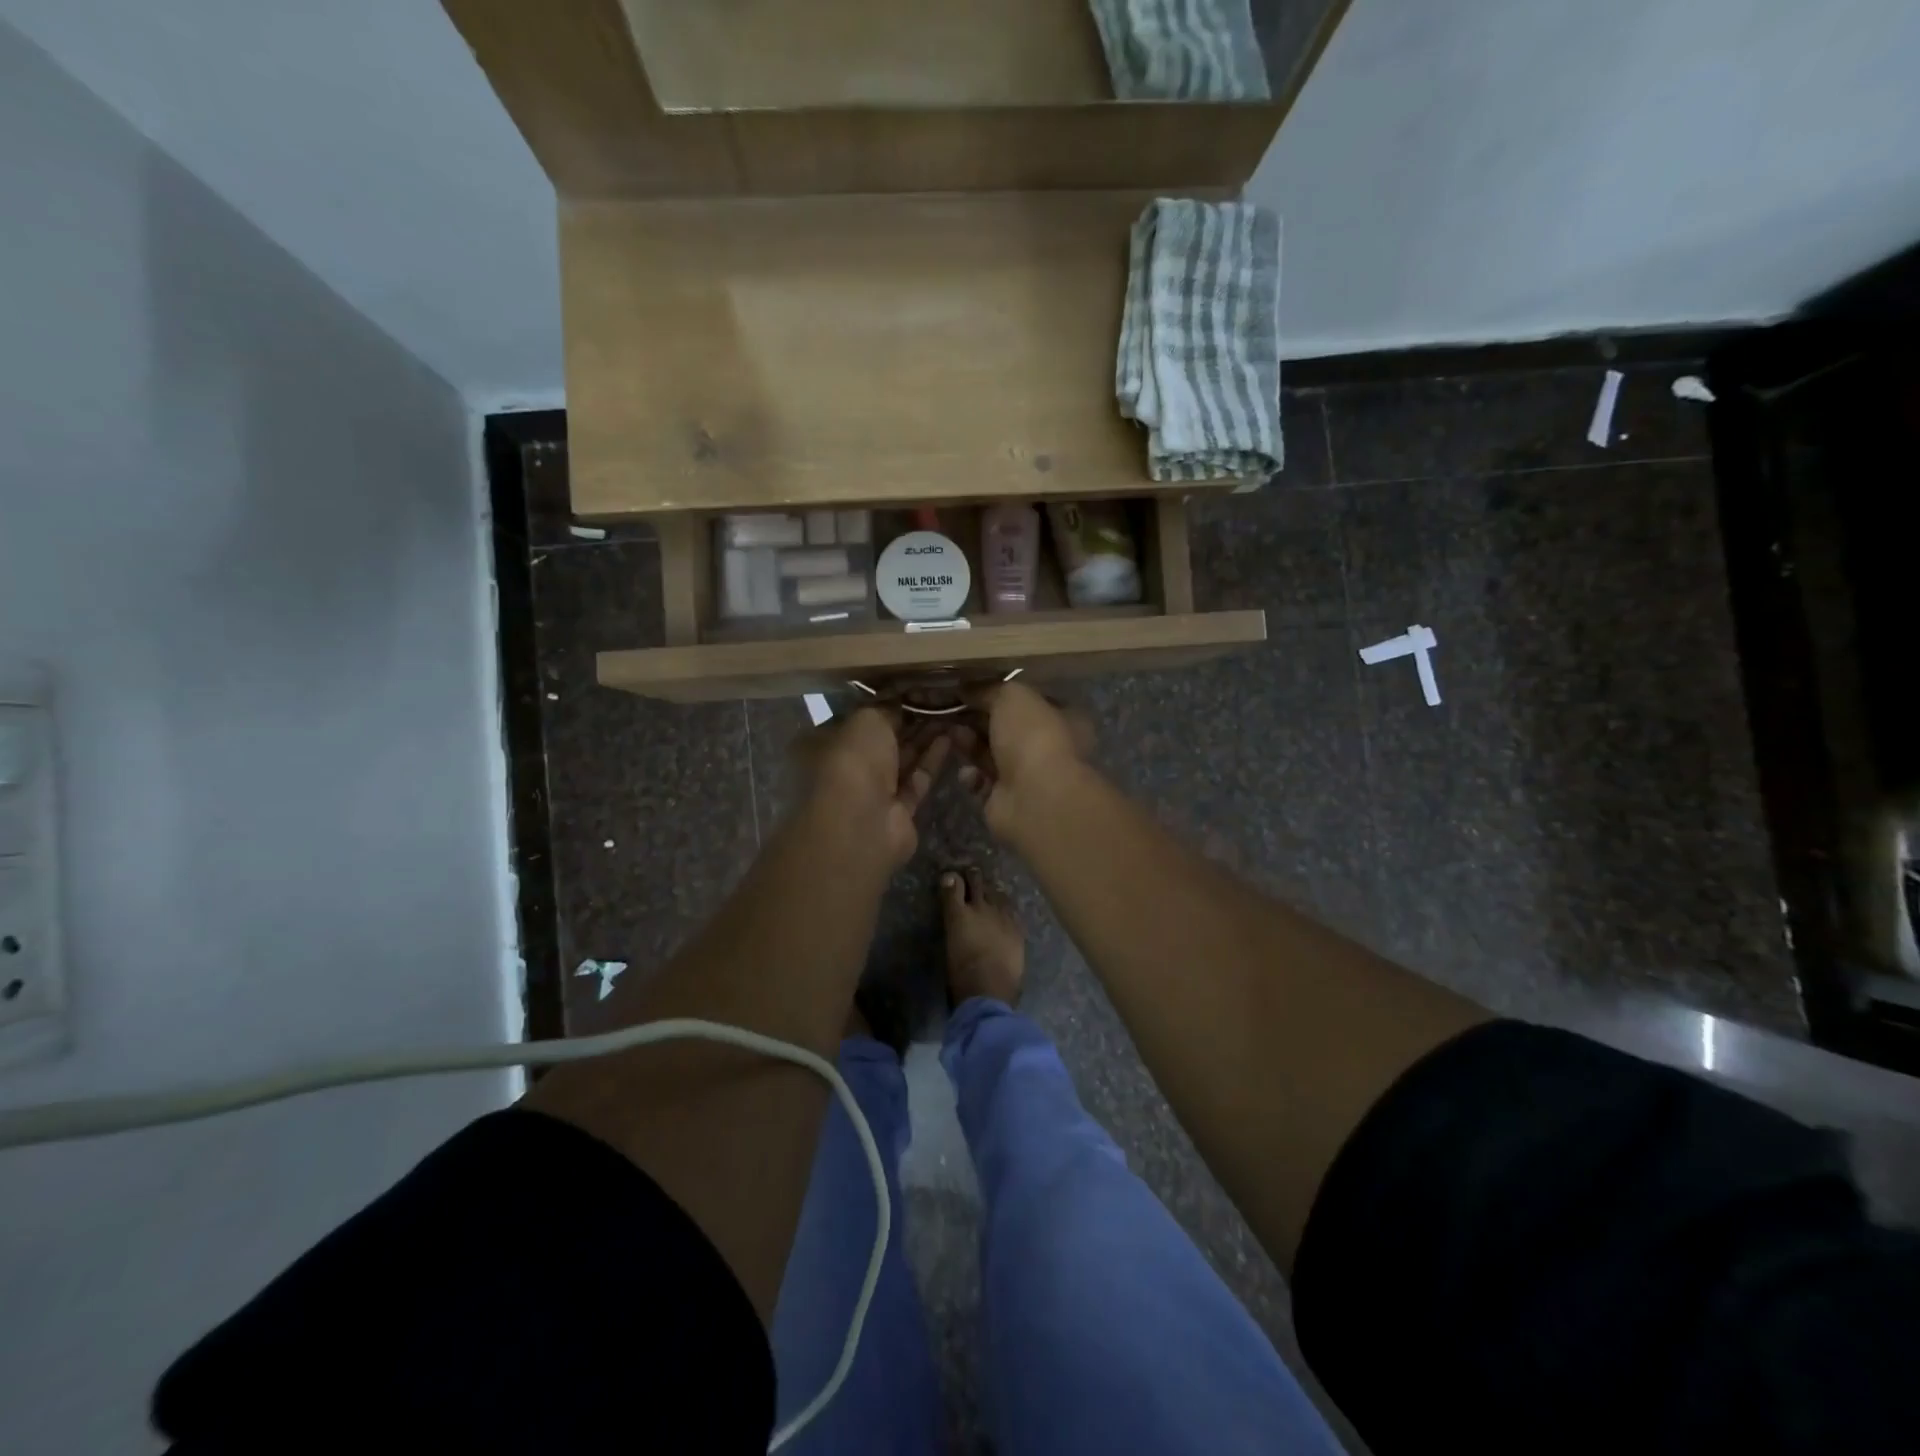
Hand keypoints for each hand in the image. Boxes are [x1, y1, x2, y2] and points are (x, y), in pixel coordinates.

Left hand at [792, 707, 950, 867]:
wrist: (859, 824)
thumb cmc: (851, 760)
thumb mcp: (867, 719)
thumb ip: (885, 708)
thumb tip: (900, 703)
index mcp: (821, 744)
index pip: (854, 720)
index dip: (882, 705)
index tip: (910, 692)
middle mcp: (843, 769)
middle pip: (880, 741)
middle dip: (907, 721)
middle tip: (937, 701)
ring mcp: (869, 793)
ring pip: (900, 760)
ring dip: (923, 738)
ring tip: (950, 714)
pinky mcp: (896, 812)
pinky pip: (915, 780)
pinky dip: (930, 760)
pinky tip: (949, 738)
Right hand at [950, 681, 1094, 838]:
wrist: (1035, 798)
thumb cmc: (1033, 736)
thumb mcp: (1012, 696)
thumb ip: (988, 689)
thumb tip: (966, 689)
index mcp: (1062, 718)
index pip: (1028, 702)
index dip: (999, 694)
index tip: (970, 689)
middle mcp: (1047, 747)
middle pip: (1005, 728)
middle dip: (977, 719)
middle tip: (950, 710)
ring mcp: (1027, 776)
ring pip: (990, 754)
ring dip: (969, 744)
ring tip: (951, 734)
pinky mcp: (1006, 800)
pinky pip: (982, 782)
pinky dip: (972, 776)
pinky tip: (968, 772)